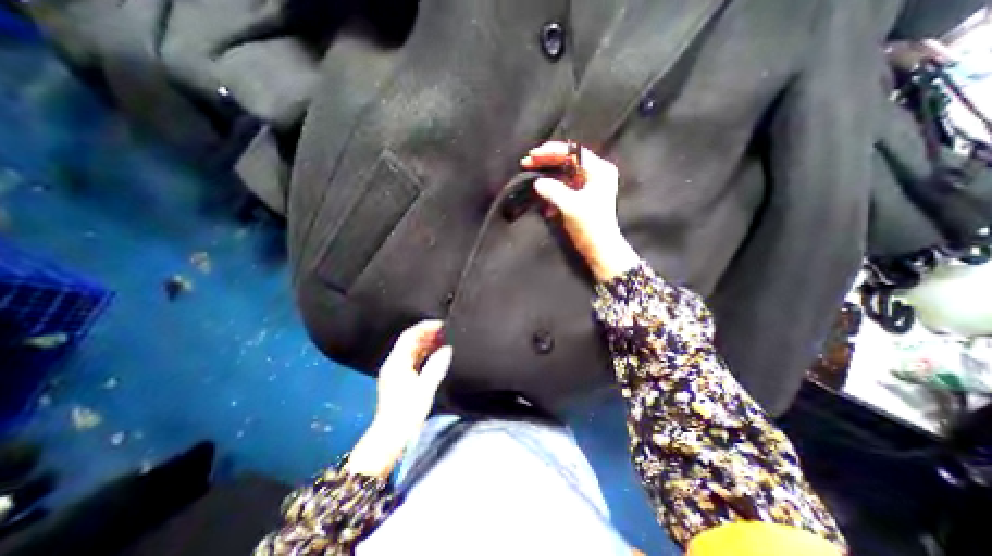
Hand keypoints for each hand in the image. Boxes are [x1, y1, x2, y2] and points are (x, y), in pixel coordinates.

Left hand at [343, 320, 449, 479]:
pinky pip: (412, 359)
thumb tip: (447, 349)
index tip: (442, 324)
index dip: (425, 327)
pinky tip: (435, 354)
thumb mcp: (425, 389)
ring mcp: (395, 372)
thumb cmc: (407, 413)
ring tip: (444, 340)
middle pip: (410, 341)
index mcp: (397, 362)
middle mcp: (394, 363)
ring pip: (411, 350)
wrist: (390, 437)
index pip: (410, 336)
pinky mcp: (399, 380)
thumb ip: (436, 366)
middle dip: (427, 333)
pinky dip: (424, 353)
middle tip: (446, 331)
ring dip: (426, 343)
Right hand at [522, 141, 638, 280]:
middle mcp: (595, 173)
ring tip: (529, 173)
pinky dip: (551, 188)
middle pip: (567, 159)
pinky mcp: (581, 196)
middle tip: (526, 163)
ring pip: (563, 172)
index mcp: (598, 170)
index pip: (573, 151)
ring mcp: (588, 184)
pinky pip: (563, 185)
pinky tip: (540, 193)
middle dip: (546, 161)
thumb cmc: (590, 226)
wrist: (599, 248)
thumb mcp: (571, 206)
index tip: (532, 155)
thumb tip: (537, 182)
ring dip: (546, 174)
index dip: (551, 151)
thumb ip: (553, 191)